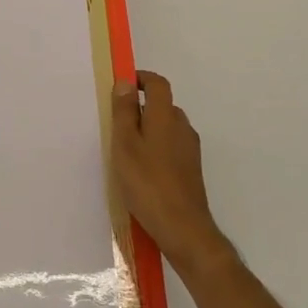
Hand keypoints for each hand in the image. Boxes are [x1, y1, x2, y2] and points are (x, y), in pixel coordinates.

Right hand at [111, 71, 234, 278]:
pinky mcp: (191, 169)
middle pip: (162, 105)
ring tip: (126, 150)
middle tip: (116, 124)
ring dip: (148, 130)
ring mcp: (190, 149)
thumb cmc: (148, 184)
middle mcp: (182, 127)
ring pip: (166, 127)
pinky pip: (171, 146)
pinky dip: (156, 148)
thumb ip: (124, 112)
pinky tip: (142, 170)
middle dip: (140, 107)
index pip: (158, 83)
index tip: (121, 86)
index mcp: (166, 116)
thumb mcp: (125, 145)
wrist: (184, 229)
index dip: (140, 78)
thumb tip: (125, 83)